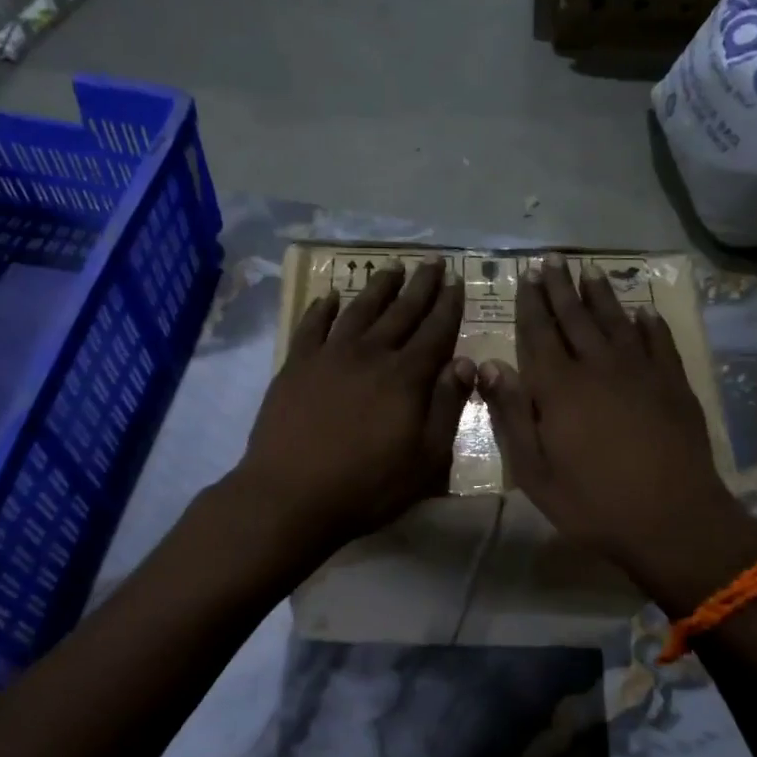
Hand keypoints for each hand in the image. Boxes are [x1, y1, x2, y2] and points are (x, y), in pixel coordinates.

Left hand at [235, 259, 474, 550]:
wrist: (290, 495)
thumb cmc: (367, 485)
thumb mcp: (426, 458)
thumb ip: (447, 407)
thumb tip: (466, 363)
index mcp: (406, 377)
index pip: (435, 332)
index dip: (448, 306)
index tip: (457, 281)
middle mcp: (370, 354)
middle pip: (401, 312)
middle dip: (420, 286)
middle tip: (432, 261)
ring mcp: (329, 356)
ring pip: (359, 310)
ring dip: (378, 287)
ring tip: (392, 267)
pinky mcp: (296, 365)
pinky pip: (312, 326)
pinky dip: (322, 309)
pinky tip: (330, 297)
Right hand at [478, 255, 756, 606]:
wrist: (673, 519)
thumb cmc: (593, 502)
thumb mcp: (534, 471)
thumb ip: (511, 414)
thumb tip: (489, 365)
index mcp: (559, 387)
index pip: (539, 333)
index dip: (531, 304)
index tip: (526, 276)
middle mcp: (598, 367)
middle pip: (575, 318)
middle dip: (560, 288)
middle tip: (552, 261)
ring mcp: (641, 372)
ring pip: (616, 322)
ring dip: (601, 296)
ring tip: (590, 272)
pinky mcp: (674, 384)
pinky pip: (659, 343)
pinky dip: (649, 325)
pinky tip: (644, 312)